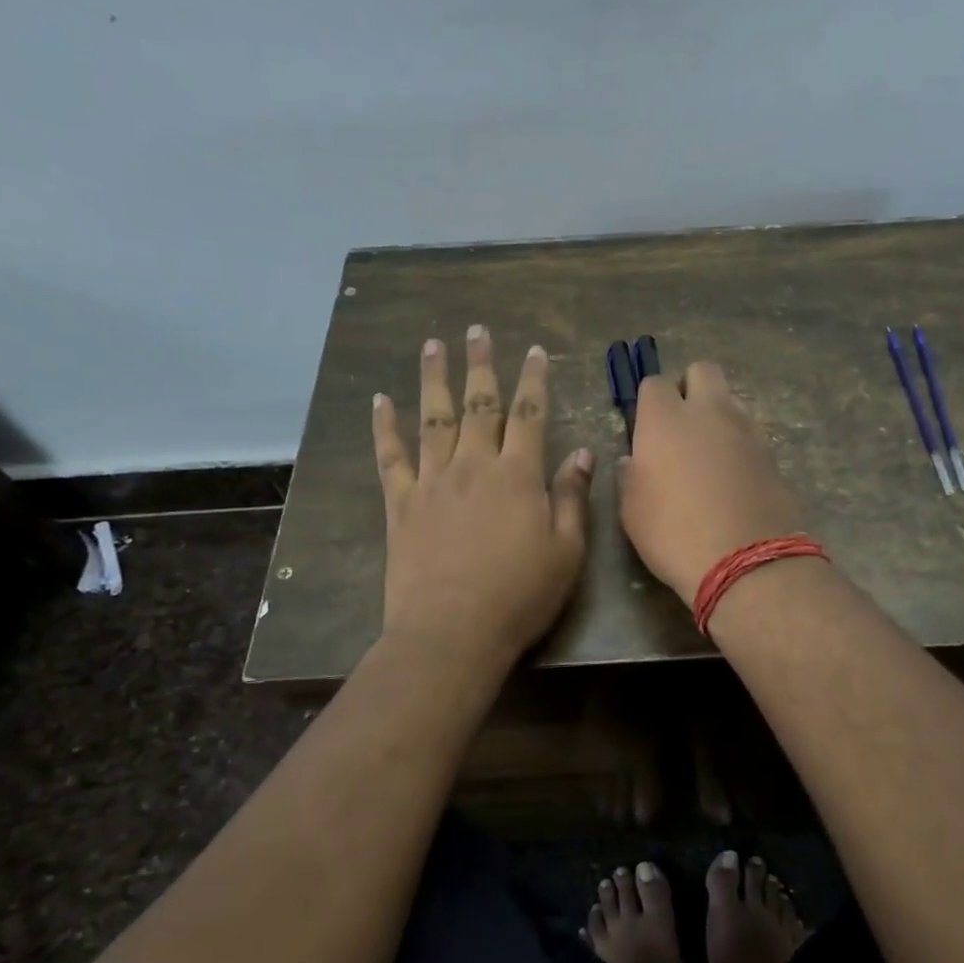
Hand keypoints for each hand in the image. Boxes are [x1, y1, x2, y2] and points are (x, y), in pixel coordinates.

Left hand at [373, 325, 592, 674]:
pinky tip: (380, 400)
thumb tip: (582, 453)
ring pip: (433, 418)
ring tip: (432, 345)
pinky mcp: (401, 503)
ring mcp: (433, 481)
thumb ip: (572, 498)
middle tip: (477, 330)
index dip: (534, 380)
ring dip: (434, 378)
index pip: (529, 414)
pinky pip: (391, 456)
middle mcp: (474, 465)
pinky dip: (385, 427)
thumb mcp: (566, 551)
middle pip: (478, 405)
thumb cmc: (520, 595)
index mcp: (518, 475)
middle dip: (480, 365)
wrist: (452, 631)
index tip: (535, 352)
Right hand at [618, 362, 805, 606]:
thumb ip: (629, 475)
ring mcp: (746, 430)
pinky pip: (750, 434)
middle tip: (680, 425)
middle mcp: (708, 412)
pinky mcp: (772, 455)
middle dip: (689, 387)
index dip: (648, 401)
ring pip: (730, 401)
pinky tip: (731, 479)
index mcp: (665, 419)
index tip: (645, 428)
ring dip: (717, 416)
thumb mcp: (632, 510)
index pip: (654, 383)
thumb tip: (632, 460)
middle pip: (702, 371)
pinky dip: (738, 445)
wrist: (746, 562)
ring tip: (707, 456)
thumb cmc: (673, 534)